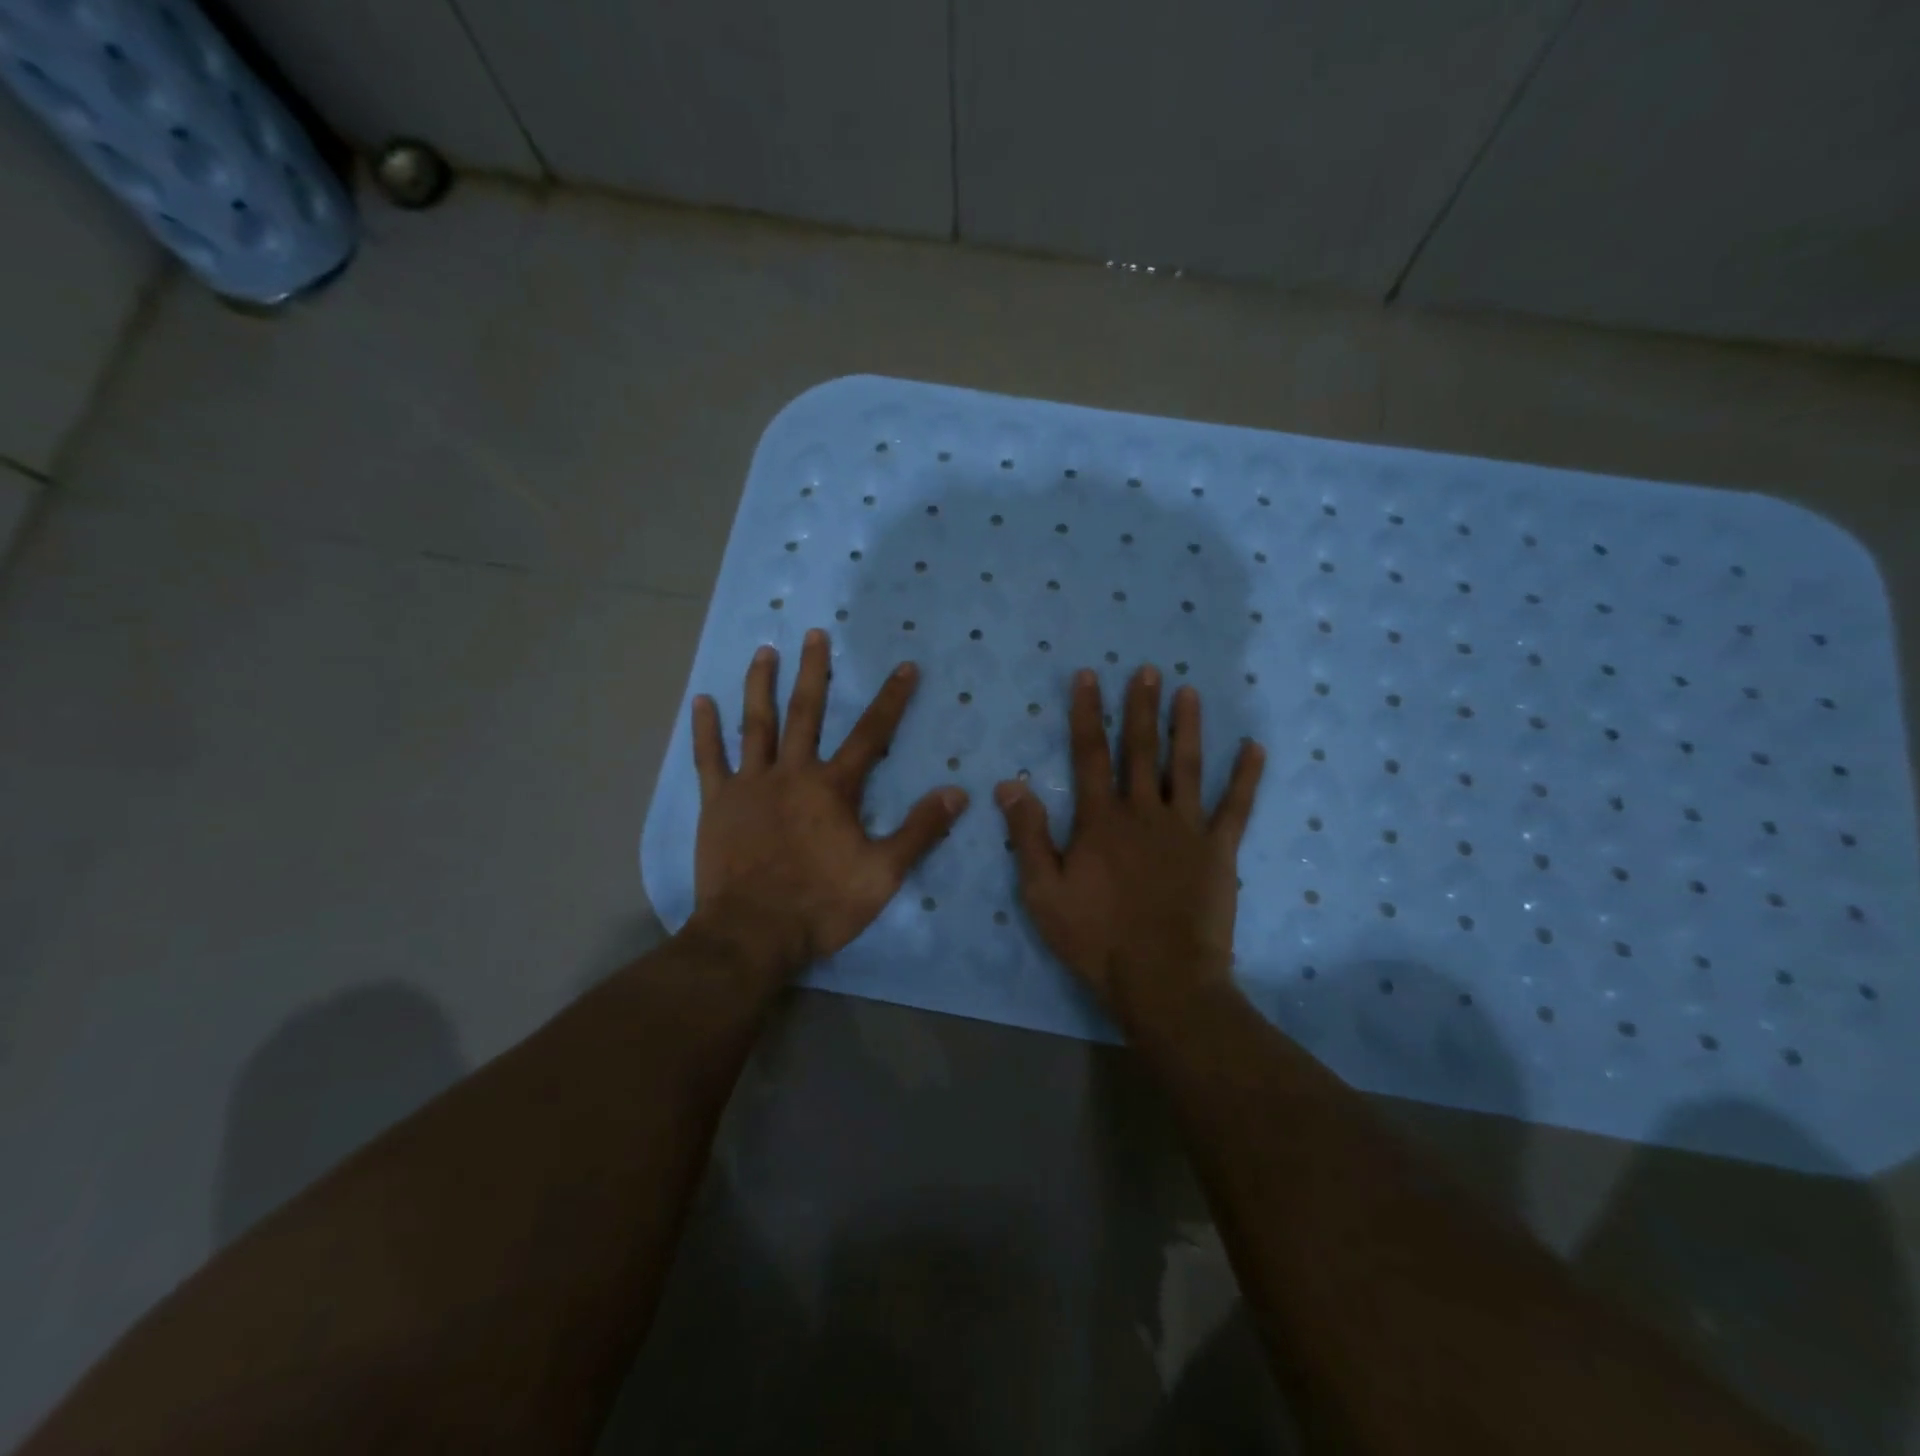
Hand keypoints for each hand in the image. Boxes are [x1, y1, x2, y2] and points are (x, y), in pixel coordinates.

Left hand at [686, 628, 968, 978]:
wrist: (753, 934)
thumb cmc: (822, 904)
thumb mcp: (883, 873)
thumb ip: (920, 830)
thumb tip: (958, 793)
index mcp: (833, 788)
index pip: (871, 734)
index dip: (891, 699)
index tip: (905, 666)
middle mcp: (792, 773)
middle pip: (806, 713)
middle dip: (814, 672)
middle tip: (814, 634)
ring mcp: (750, 785)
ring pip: (756, 724)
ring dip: (761, 685)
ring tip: (764, 651)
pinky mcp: (717, 803)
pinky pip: (709, 759)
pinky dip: (705, 729)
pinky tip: (702, 701)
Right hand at [995, 666, 1263, 1020]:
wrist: (1162, 980)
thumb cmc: (1096, 938)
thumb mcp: (1043, 892)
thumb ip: (1027, 835)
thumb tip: (1009, 783)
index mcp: (1100, 820)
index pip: (1090, 754)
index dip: (1088, 713)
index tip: (1089, 676)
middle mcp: (1144, 812)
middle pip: (1141, 750)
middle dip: (1142, 707)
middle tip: (1148, 670)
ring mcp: (1186, 829)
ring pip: (1188, 767)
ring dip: (1187, 727)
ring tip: (1189, 691)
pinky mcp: (1219, 852)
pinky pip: (1236, 807)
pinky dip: (1246, 776)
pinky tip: (1254, 747)